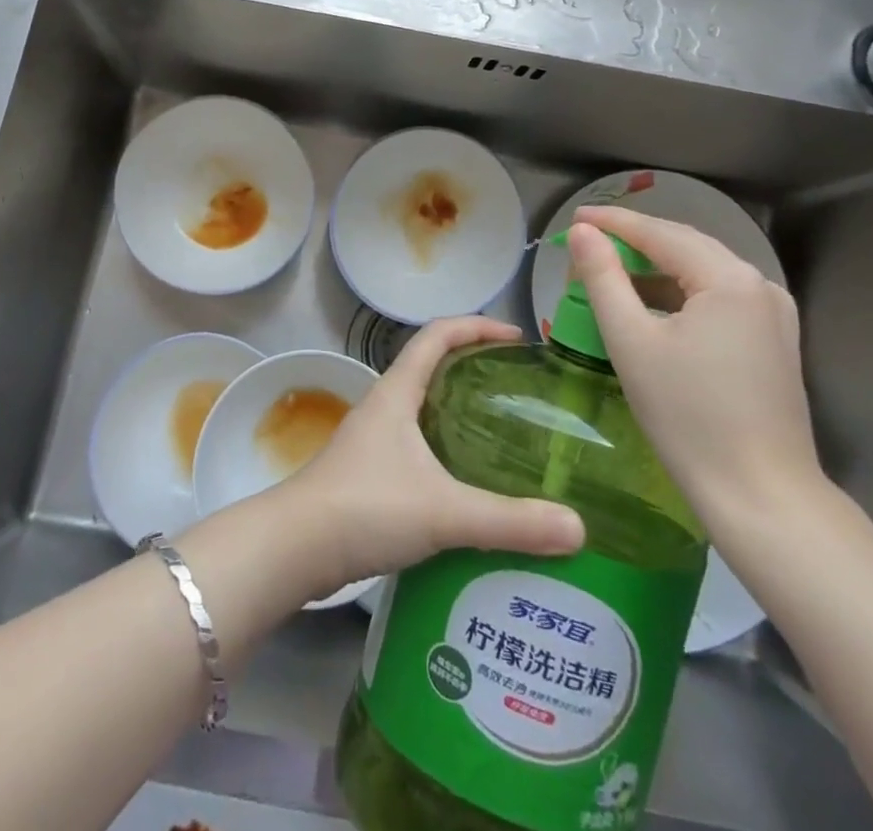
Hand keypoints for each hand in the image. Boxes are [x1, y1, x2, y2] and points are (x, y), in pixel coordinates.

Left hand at [272, 316, 584, 595]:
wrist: (294, 548)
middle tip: (520, 388)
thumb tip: (578, 527)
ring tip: (506, 433)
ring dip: (460, 410)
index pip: (436, 335)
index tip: (516, 337)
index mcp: (397, 392)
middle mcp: (384, 406)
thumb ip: (510, 521)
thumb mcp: (443, 511)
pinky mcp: (371, 473)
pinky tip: (471, 483)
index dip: (475, 326)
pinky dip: (447, 449)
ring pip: (424, 409)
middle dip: (474, 367)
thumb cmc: (366, 508)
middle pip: (432, 368)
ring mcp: (374, 440)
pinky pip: (418, 445)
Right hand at [567, 206, 824, 527]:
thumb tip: (583, 233)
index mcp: (729, 279)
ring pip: (703, 272)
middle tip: (587, 242)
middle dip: (635, 240)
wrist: (761, 496)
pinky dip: (681, 292)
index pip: (660, 233)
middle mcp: (759, 285)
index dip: (614, 222)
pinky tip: (652, 306)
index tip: (574, 218)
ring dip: (656, 268)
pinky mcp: (774, 341)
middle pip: (685, 246)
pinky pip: (719, 297)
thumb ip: (603, 277)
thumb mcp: (631, 340)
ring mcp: (773, 314)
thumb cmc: (687, 417)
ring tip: (611, 272)